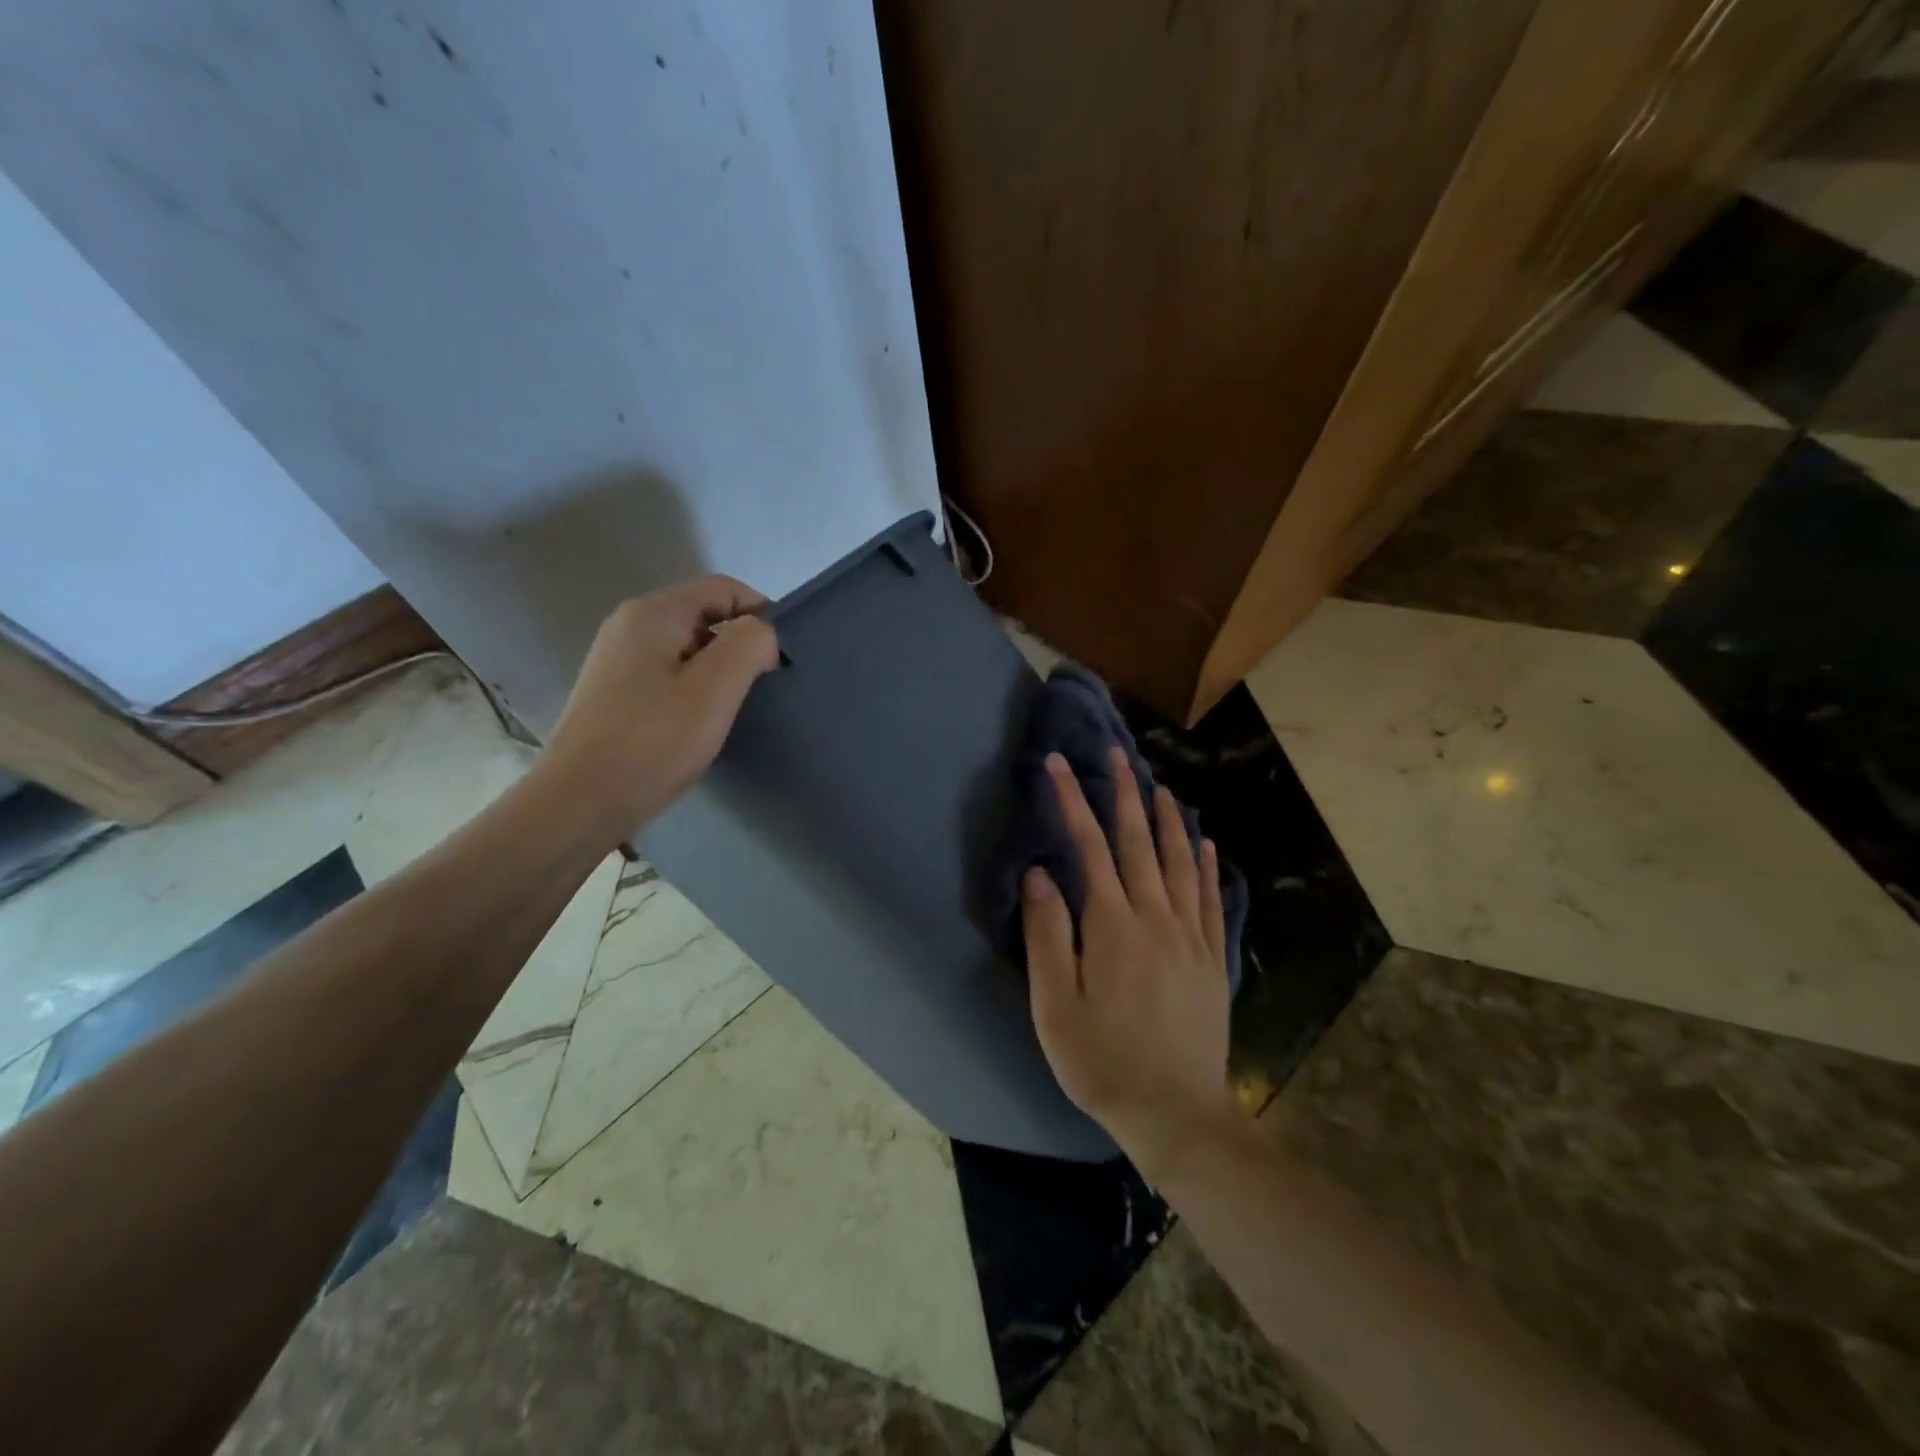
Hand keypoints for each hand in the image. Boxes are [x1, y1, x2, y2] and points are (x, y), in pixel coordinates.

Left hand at [545, 576, 779, 836]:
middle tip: (762, 687)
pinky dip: (694, 689)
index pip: (722, 587)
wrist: (579, 803)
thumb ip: (749, 645)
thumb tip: (761, 633)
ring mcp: (617, 659)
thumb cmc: (653, 742)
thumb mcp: (715, 689)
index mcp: (653, 613)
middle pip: (704, 615)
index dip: (760, 612)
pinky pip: (668, 673)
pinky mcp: (614, 692)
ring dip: (718, 670)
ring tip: (733, 709)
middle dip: (740, 644)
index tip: (781, 656)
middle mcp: (629, 625)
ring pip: (687, 648)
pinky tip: (699, 724)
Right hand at [1022, 746, 1239, 1181]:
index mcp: (1112, 926)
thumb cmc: (1102, 1061)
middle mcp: (1155, 917)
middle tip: (1116, 753)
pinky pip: (1211, 896)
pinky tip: (1204, 842)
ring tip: (1158, 785)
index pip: (1088, 847)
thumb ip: (1047, 934)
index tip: (1059, 763)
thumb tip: (1039, 874)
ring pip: (1179, 861)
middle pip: (1138, 841)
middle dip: (1124, 792)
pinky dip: (1205, 863)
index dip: (1072, 800)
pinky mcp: (1212, 956)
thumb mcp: (1054, 1006)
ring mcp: (1190, 935)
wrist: (1176, 1113)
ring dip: (1167, 818)